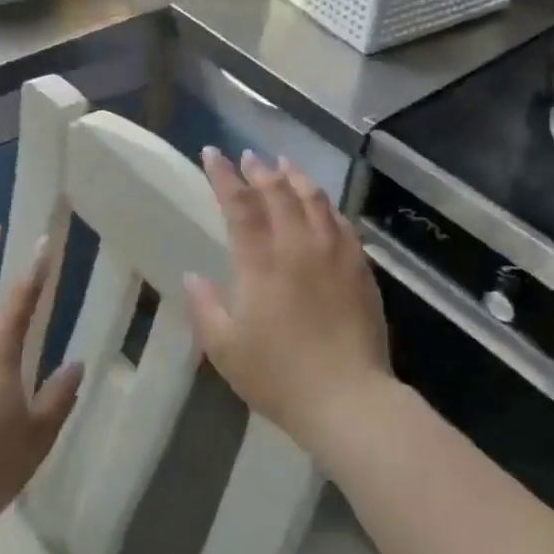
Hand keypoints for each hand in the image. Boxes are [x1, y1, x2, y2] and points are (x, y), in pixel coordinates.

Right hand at [183, 150, 392, 457]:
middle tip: (249, 157)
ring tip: (284, 164)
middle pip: (278, 192)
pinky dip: (326, 204)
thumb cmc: (278, 376)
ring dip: (295, 177)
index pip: (239, 204)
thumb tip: (194, 276)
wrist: (347, 399)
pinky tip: (321, 204)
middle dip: (260, 169)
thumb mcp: (225, 349)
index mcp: (261, 261)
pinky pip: (341, 221)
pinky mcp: (359, 267)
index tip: (212, 154)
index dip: (224, 176)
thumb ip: (205, 307)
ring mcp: (334, 253)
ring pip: (314, 199)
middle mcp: (298, 245)